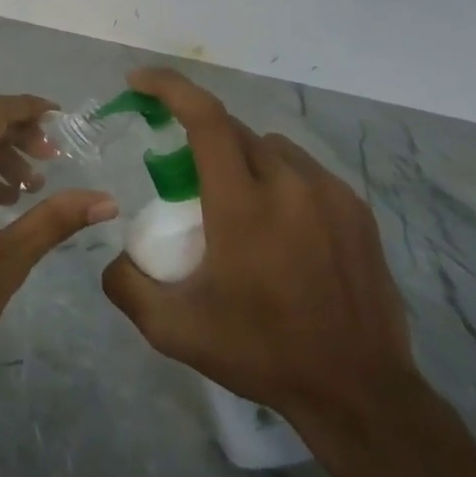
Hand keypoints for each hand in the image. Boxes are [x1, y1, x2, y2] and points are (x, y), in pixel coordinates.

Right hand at [100, 68, 418, 443]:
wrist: (361, 394)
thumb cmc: (262, 353)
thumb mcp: (174, 330)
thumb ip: (127, 285)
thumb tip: (114, 255)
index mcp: (242, 205)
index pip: (204, 118)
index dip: (168, 88)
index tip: (139, 82)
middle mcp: (288, 185)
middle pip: (233, 130)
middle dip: (199, 137)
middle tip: (184, 177)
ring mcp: (330, 194)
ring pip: (270, 147)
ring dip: (241, 158)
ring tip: (235, 202)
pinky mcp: (357, 210)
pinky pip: (304, 170)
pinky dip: (278, 178)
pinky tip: (278, 223)